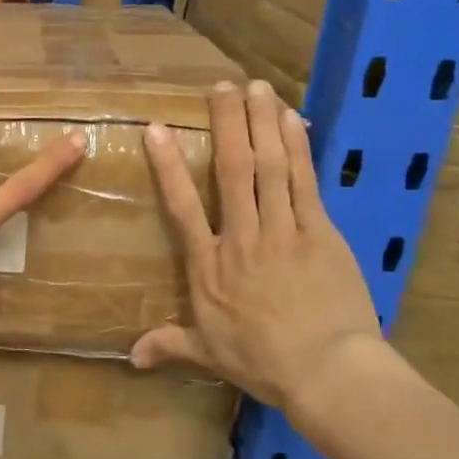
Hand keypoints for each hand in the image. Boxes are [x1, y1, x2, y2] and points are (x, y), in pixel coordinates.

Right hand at [132, 79, 383, 421]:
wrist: (327, 371)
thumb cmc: (263, 362)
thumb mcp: (209, 354)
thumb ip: (170, 344)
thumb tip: (131, 357)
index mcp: (209, 265)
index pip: (181, 206)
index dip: (168, 166)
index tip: (157, 130)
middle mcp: (241, 236)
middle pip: (232, 169)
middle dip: (226, 124)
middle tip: (222, 86)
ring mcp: (283, 230)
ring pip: (269, 166)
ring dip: (262, 123)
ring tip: (258, 87)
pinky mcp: (320, 231)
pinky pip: (305, 181)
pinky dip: (298, 148)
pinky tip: (292, 120)